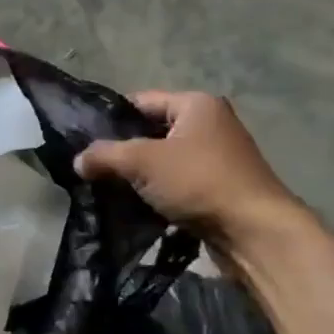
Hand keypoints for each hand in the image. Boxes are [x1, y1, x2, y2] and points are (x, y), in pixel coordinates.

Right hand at [75, 91, 304, 245]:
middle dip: (123, 150)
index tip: (85, 140)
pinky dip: (157, 191)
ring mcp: (217, 157)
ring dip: (139, 175)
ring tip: (109, 188)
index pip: (140, 101)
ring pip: (163, 160)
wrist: (255, 233)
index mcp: (196, 104)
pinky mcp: (219, 188)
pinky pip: (177, 182)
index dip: (111, 119)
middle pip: (151, 131)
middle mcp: (210, 124)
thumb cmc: (199, 182)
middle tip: (94, 167)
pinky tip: (136, 205)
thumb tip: (78, 161)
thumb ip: (105, 155)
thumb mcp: (142, 162)